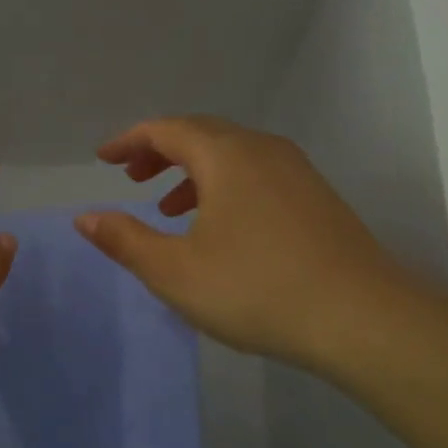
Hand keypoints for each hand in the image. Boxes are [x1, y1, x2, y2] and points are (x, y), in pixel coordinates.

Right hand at [75, 116, 426, 376]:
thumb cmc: (256, 290)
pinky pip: (256, 173)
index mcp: (225, 155)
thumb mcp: (175, 271)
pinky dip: (224, 185)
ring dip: (192, 171)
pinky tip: (220, 226)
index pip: (166, 129)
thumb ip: (125, 240)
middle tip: (132, 177)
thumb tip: (85, 218)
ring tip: (168, 207)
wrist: (362, 318)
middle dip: (160, 152)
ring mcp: (296, 171)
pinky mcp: (316, 197)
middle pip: (200, 133)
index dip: (129, 141)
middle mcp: (262, 149)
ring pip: (231, 154)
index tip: (103, 159)